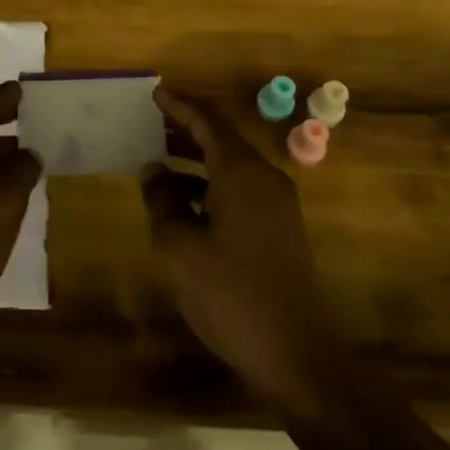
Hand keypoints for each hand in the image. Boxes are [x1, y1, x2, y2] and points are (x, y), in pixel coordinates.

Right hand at [142, 85, 346, 410]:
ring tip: (158, 164)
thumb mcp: (180, 248)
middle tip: (150, 123)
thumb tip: (153, 170)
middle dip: (185, 130)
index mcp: (242, 172)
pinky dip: (210, 186)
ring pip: (231, 167)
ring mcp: (278, 205)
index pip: (208, 120)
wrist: (298, 356)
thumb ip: (162, 201)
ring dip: (196, 161)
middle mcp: (264, 178)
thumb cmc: (232, 295)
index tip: (155, 93)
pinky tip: (185, 206)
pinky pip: (240, 190)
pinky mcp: (281, 230)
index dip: (180, 105)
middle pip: (222, 139)